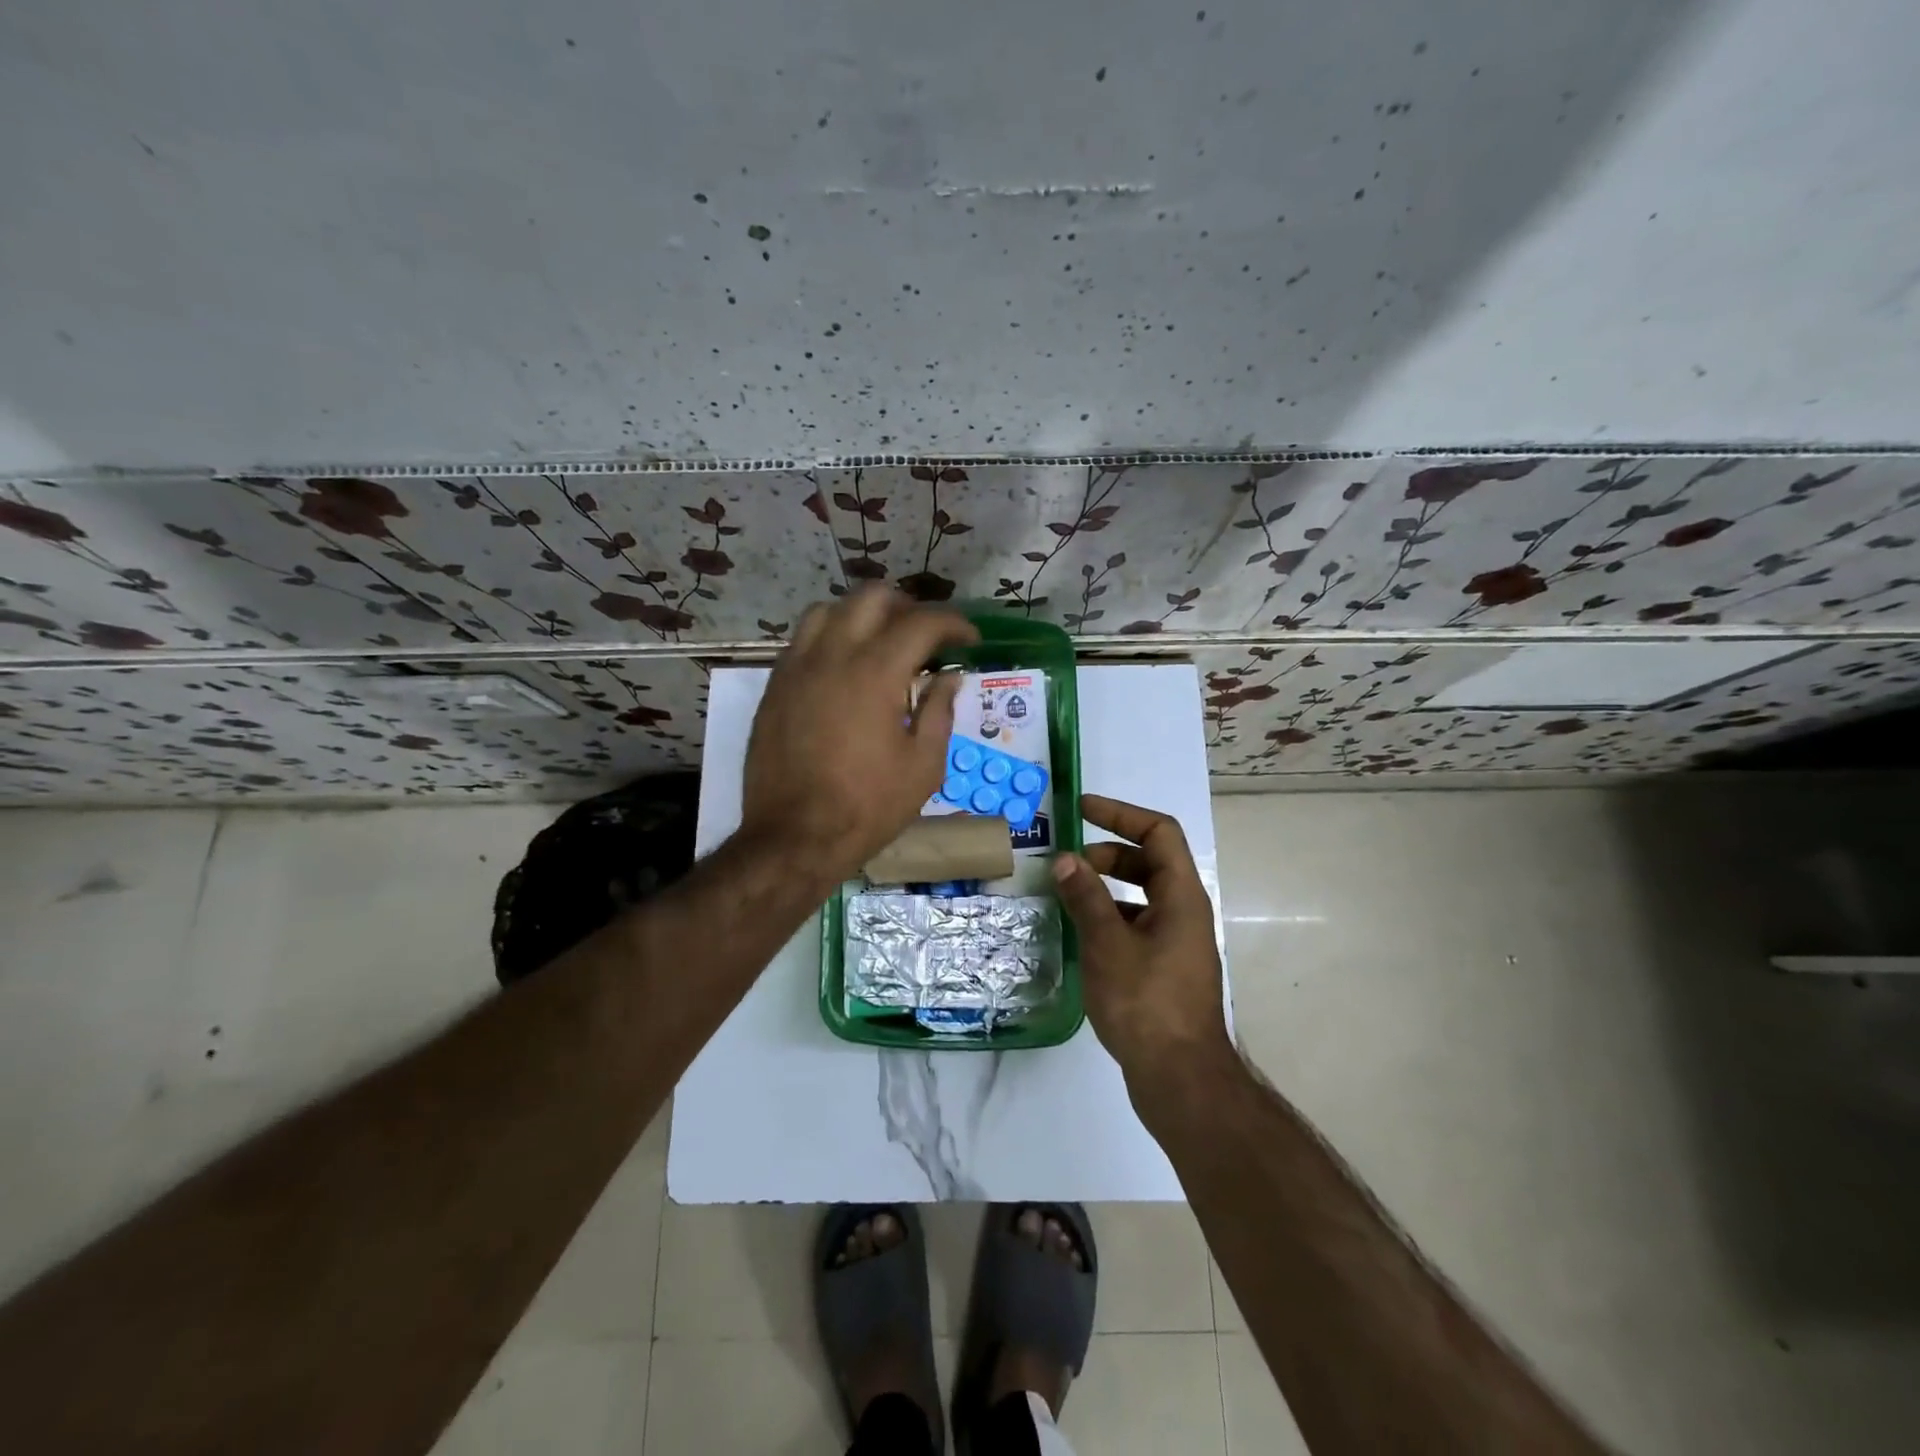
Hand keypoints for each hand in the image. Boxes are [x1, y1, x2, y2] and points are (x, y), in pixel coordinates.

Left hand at [741, 587, 977, 879]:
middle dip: (908, 607)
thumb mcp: (923, 766)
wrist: (794, 837)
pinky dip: (831, 638)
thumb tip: (948, 678)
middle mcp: (833, 654)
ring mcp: (797, 667)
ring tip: (881, 642)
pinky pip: (803, 640)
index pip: (922, 622)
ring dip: (863, 615)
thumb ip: (939, 712)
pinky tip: (844, 668)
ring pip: (829, 609)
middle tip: (926, 636)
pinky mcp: (775, 686)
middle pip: (873, 597)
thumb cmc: (867, 807)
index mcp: (876, 672)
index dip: (954, 624)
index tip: (969, 640)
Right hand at [1051, 794, 1232, 1089]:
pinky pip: (1136, 925)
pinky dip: (1108, 918)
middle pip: (1150, 862)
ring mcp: (1176, 943)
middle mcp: (1184, 913)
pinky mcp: (1164, 970)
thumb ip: (1086, 897)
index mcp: (1182, 897)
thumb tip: (1066, 859)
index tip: (1083, 809)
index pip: (1159, 832)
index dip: (1122, 814)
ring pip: (1141, 896)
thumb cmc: (1146, 1003)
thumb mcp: (1108, 944)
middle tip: (1068, 862)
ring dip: (1105, 887)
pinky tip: (1079, 935)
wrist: (1180, 1080)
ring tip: (1066, 896)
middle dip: (1108, 852)